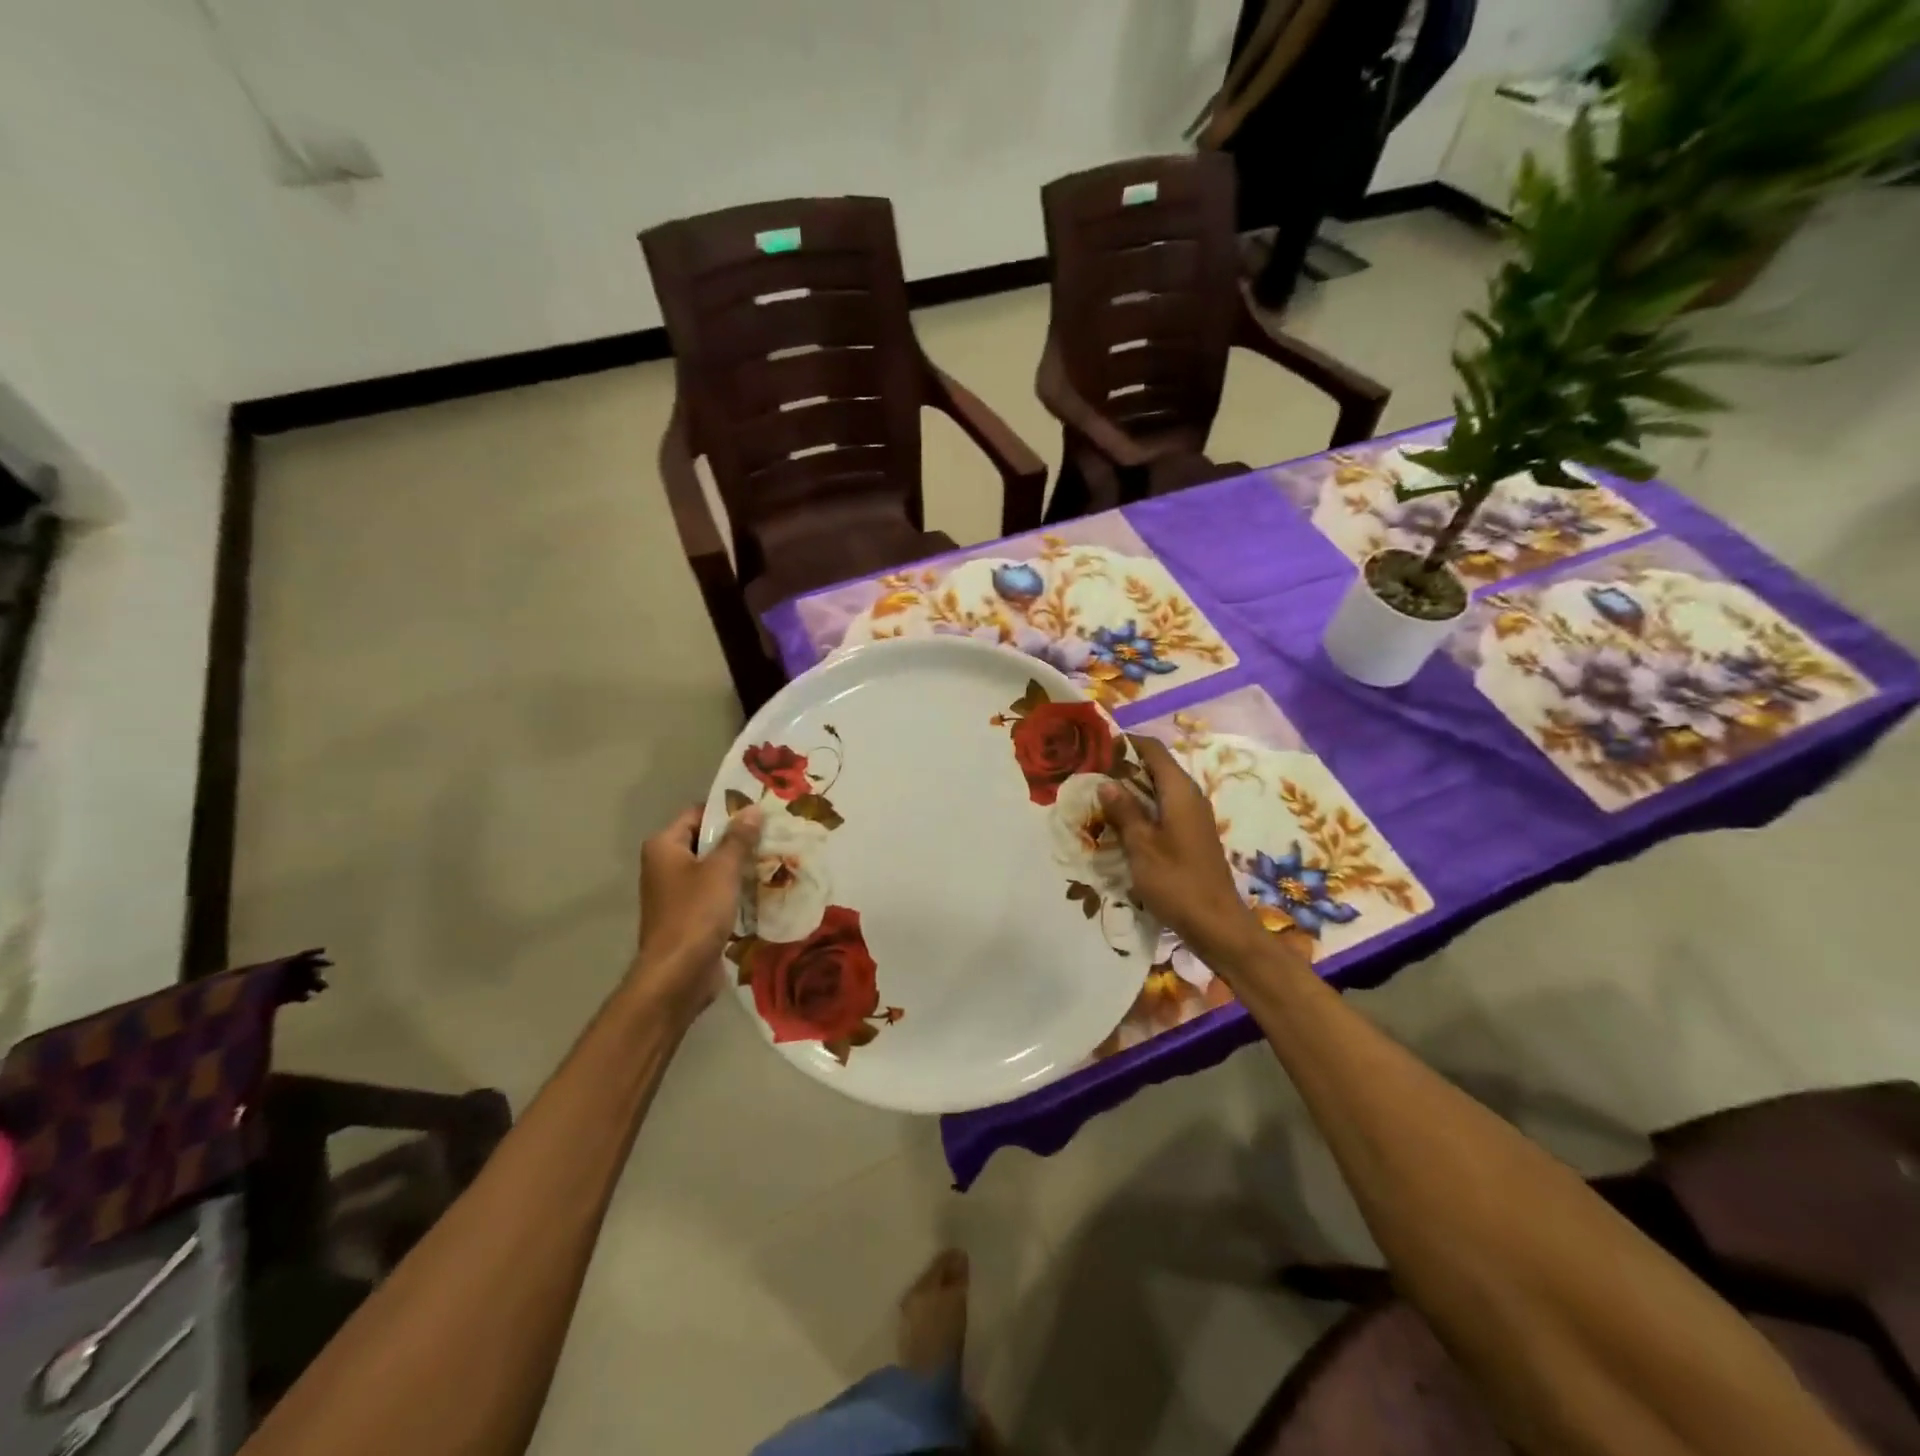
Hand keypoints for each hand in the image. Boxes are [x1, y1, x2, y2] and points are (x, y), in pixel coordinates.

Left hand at [630, 804, 762, 1016]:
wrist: (678, 975)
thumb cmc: (696, 913)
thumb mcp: (722, 870)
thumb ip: (738, 838)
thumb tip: (753, 809)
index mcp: (664, 847)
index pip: (697, 814)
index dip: (727, 811)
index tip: (760, 811)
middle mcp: (665, 865)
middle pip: (705, 841)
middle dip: (738, 839)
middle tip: (774, 833)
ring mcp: (676, 893)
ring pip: (713, 868)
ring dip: (740, 866)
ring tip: (775, 857)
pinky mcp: (689, 916)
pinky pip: (715, 893)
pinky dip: (735, 889)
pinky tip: (764, 888)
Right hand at [1100, 737, 1263, 967]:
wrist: (1216, 924)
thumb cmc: (1176, 881)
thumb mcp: (1141, 845)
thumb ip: (1124, 810)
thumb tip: (1106, 782)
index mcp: (1180, 790)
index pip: (1152, 749)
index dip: (1125, 743)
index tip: (1095, 747)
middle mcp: (1190, 796)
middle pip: (1155, 767)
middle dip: (1123, 767)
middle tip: (1088, 774)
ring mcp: (1192, 816)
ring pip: (1158, 789)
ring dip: (1130, 790)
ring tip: (1097, 797)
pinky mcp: (1191, 835)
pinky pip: (1163, 809)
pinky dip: (1141, 809)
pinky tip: (1119, 824)